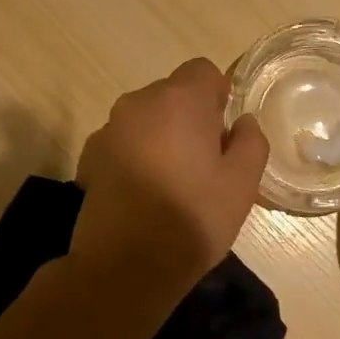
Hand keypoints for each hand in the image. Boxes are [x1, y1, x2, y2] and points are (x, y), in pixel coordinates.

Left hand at [71, 59, 269, 302]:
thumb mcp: (242, 184)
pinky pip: (123, 143)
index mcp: (179, 100)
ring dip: (161, 136)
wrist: (125, 267)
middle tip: (205, 163)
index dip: (219, 97)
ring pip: (145, 119)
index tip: (224, 134)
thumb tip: (242, 122)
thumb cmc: (192, 219)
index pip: (203, 71)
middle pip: (172, 94)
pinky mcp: (88, 158)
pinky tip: (143, 194)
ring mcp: (108, 130)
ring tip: (172, 182)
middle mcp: (137, 103)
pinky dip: (136, 156)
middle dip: (190, 118)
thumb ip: (251, 142)